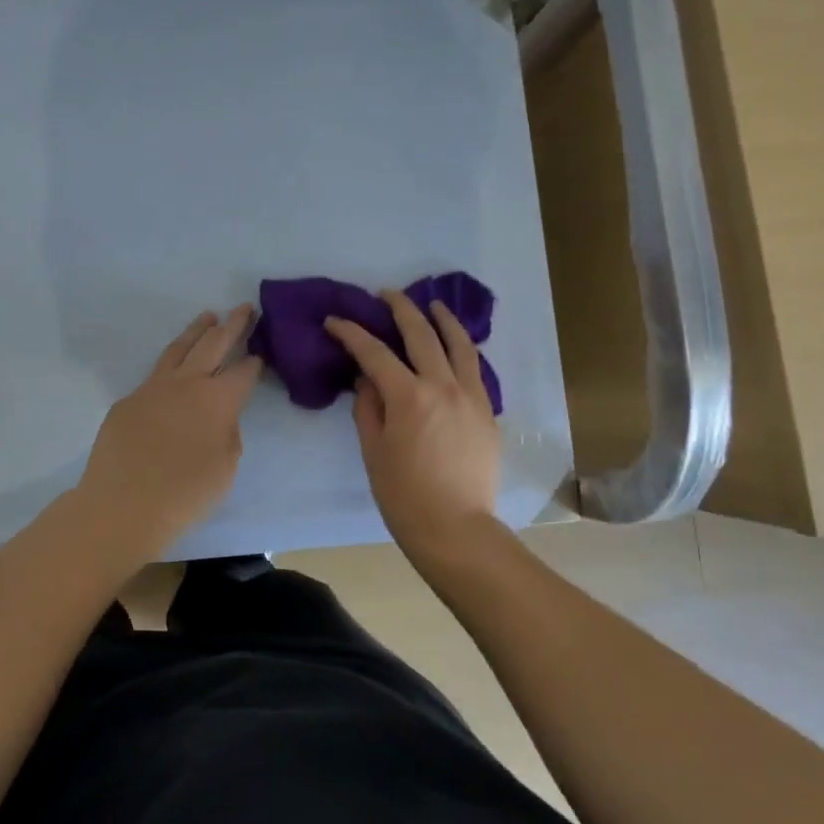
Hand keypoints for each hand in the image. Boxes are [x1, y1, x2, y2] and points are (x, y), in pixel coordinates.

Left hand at [76, 305, 262, 557]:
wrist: (122, 506)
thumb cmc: (184, 494)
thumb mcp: (225, 468)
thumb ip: (227, 435)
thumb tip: (218, 419)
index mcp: (218, 400)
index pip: (243, 372)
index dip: (254, 362)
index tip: (260, 353)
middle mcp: (187, 383)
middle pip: (214, 344)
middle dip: (232, 325)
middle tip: (243, 308)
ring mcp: (153, 388)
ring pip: (179, 348)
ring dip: (197, 330)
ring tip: (208, 316)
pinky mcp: (128, 401)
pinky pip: (154, 375)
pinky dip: (170, 364)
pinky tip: (173, 368)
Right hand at [326, 291, 500, 556]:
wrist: (456, 529)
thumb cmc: (404, 495)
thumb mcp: (373, 451)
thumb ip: (369, 407)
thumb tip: (368, 378)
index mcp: (409, 396)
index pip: (375, 352)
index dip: (351, 333)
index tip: (335, 321)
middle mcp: (443, 386)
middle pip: (421, 334)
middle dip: (400, 308)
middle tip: (386, 294)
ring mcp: (471, 397)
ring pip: (459, 344)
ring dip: (443, 319)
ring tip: (433, 304)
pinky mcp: (488, 412)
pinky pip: (475, 369)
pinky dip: (463, 349)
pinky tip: (456, 346)